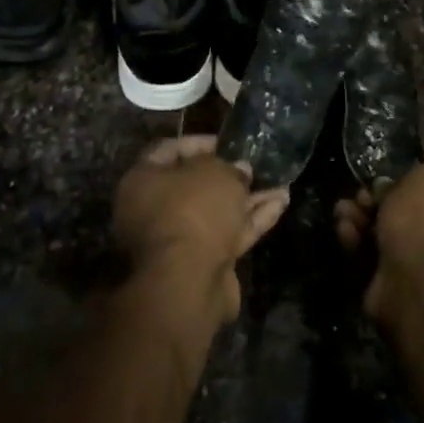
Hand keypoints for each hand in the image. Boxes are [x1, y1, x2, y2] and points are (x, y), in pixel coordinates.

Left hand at [113, 136, 288, 331]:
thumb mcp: (216, 173)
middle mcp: (154, 210)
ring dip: (247, 198)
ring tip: (280, 183)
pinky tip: (281, 203)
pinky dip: (252, 219)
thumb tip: (239, 170)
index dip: (199, 142)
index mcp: (142, 182)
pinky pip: (228, 233)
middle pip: (194, 185)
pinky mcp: (202, 262)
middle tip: (254, 166)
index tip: (227, 142)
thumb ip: (229, 166)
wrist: (190, 281)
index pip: (168, 150)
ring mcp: (179, 239)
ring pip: (216, 211)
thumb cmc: (194, 211)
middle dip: (228, 175)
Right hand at [335, 162, 423, 325]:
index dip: (404, 182)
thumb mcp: (423, 178)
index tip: (382, 177)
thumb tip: (393, 186)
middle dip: (375, 201)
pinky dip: (355, 241)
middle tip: (359, 195)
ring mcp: (420, 265)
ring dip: (359, 218)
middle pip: (403, 213)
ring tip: (342, 211)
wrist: (420, 285)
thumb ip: (410, 175)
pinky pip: (370, 257)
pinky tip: (344, 230)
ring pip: (383, 234)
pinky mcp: (392, 285)